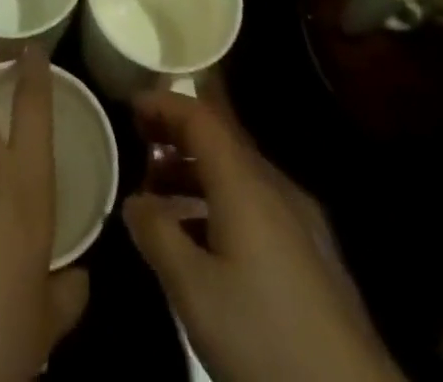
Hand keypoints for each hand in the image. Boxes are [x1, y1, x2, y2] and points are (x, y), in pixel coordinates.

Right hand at [123, 92, 402, 381]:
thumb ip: (157, 236)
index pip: (200, 118)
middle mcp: (275, 186)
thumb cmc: (265, 338)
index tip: (129, 106)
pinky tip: (203, 242)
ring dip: (196, 175)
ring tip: (159, 198)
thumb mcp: (195, 291)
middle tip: (137, 148)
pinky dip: (219, 203)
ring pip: (238, 175)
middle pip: (221, 141)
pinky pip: (255, 205)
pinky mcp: (312, 253)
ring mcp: (300, 219)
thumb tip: (133, 201)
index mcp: (245, 182)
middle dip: (176, 138)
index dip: (164, 105)